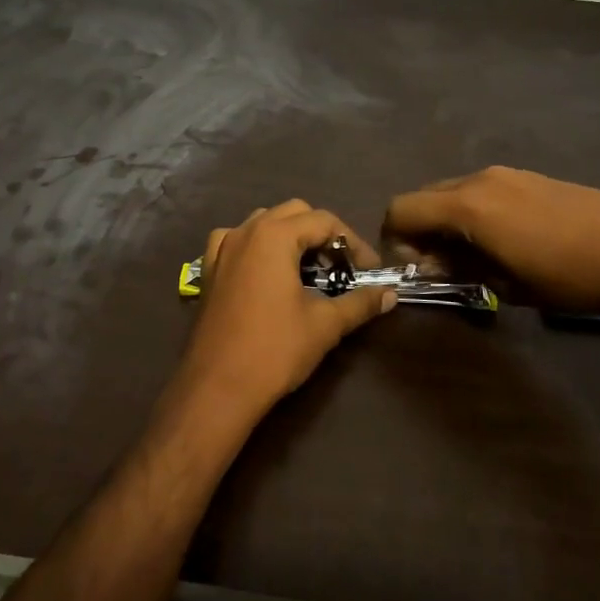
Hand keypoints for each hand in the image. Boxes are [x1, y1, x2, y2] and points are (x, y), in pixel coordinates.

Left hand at [176, 200, 396, 421]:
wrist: (218, 387)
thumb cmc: (275, 350)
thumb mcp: (325, 324)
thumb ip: (360, 303)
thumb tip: (390, 295)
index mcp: (274, 236)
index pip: (324, 221)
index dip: (353, 243)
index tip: (370, 271)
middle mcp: (246, 231)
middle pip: (294, 214)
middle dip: (323, 234)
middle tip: (342, 267)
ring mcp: (222, 248)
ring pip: (264, 222)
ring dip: (290, 237)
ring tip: (309, 270)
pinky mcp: (209, 269)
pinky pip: (235, 240)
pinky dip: (256, 246)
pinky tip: (265, 271)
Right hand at [383, 166, 599, 311]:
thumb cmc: (569, 276)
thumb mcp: (507, 284)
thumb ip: (460, 268)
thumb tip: (432, 263)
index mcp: (466, 206)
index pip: (401, 209)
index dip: (393, 238)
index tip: (411, 268)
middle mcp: (478, 180)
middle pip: (424, 196)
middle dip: (419, 228)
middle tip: (437, 265)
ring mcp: (506, 174)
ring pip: (452, 191)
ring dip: (446, 220)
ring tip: (472, 255)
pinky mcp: (528, 177)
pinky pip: (481, 190)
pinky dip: (472, 211)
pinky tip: (502, 239)